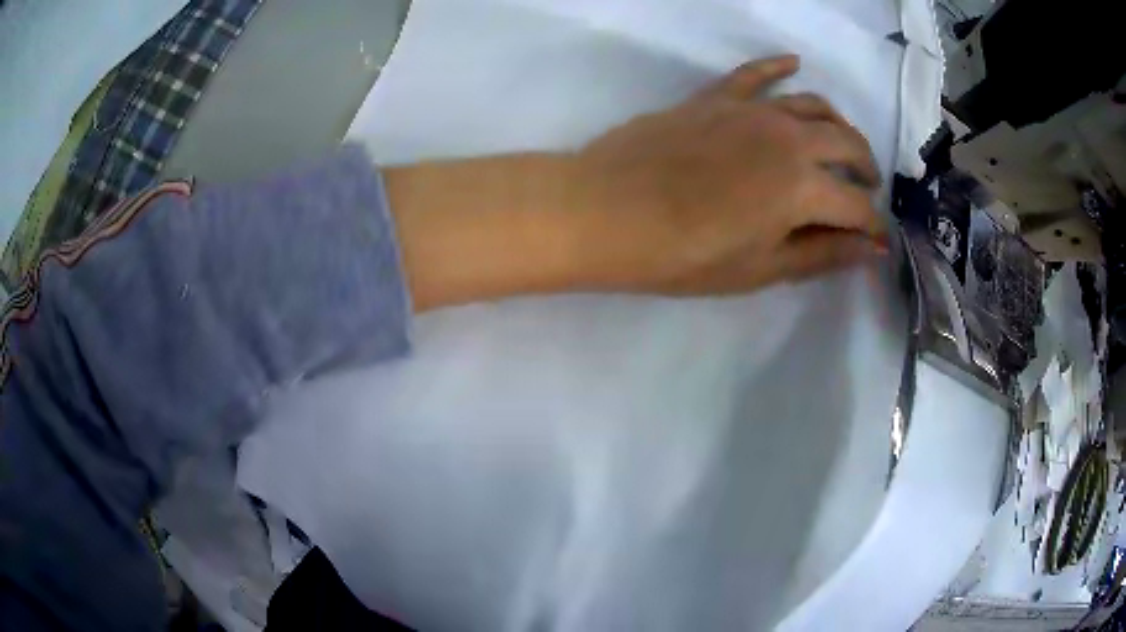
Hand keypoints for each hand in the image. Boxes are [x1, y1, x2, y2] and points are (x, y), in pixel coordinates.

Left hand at [385, 55, 886, 311]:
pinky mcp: (717, 97)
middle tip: (865, 189)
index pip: (857, 205)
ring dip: (838, 124)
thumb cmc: (683, 255)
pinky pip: (755, 73)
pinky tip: (792, 61)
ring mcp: (753, 110)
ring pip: (813, 105)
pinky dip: (777, 66)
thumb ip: (821, 254)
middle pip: (847, 144)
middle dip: (865, 169)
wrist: (607, 212)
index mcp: (804, 187)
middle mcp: (790, 137)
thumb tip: (871, 247)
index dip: (871, 224)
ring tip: (842, 144)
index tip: (875, 238)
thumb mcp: (760, 268)